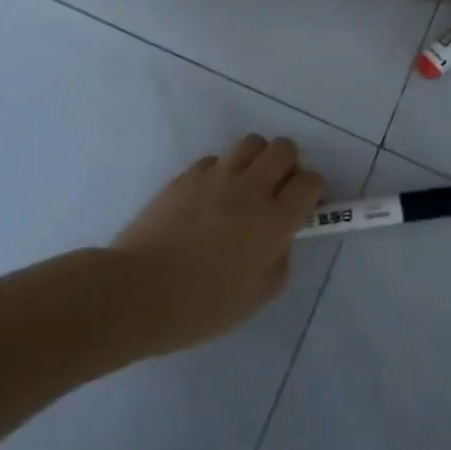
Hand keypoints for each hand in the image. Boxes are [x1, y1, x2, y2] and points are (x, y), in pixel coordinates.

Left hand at [112, 135, 323, 355]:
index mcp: (274, 220)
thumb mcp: (255, 298)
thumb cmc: (200, 306)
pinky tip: (209, 199)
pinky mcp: (188, 174)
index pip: (311, 182)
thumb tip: (280, 239)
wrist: (137, 291)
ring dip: (257, 160)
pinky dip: (221, 172)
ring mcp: (217, 175)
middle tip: (277, 191)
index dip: (313, 191)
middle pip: (285, 149)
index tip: (304, 207)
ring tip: (245, 187)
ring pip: (252, 143)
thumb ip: (279, 262)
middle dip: (289, 165)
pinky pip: (216, 160)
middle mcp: (251, 188)